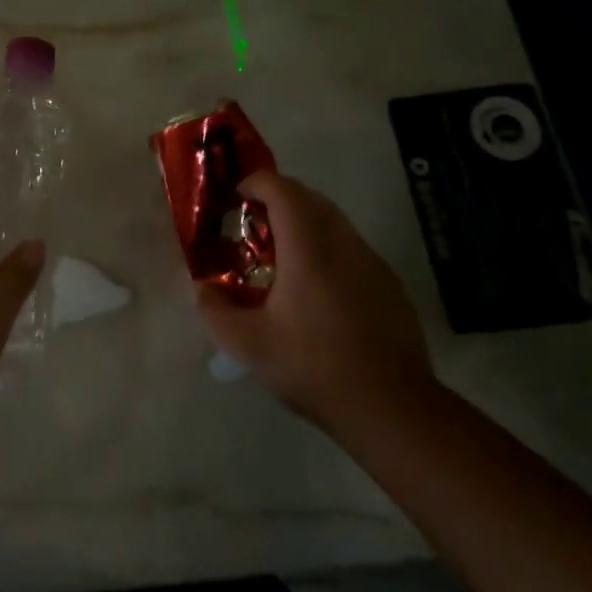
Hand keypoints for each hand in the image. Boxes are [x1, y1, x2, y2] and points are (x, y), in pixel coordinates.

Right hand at [197, 170, 433, 430]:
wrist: (392, 407)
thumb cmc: (315, 366)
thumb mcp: (249, 345)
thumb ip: (214, 311)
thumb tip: (199, 289)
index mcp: (308, 247)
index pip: (282, 189)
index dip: (254, 184)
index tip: (233, 200)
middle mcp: (343, 242)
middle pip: (309, 198)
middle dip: (276, 200)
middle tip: (249, 228)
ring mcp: (371, 261)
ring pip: (332, 221)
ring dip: (302, 224)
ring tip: (278, 260)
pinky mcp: (388, 283)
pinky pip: (350, 248)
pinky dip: (325, 249)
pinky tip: (314, 291)